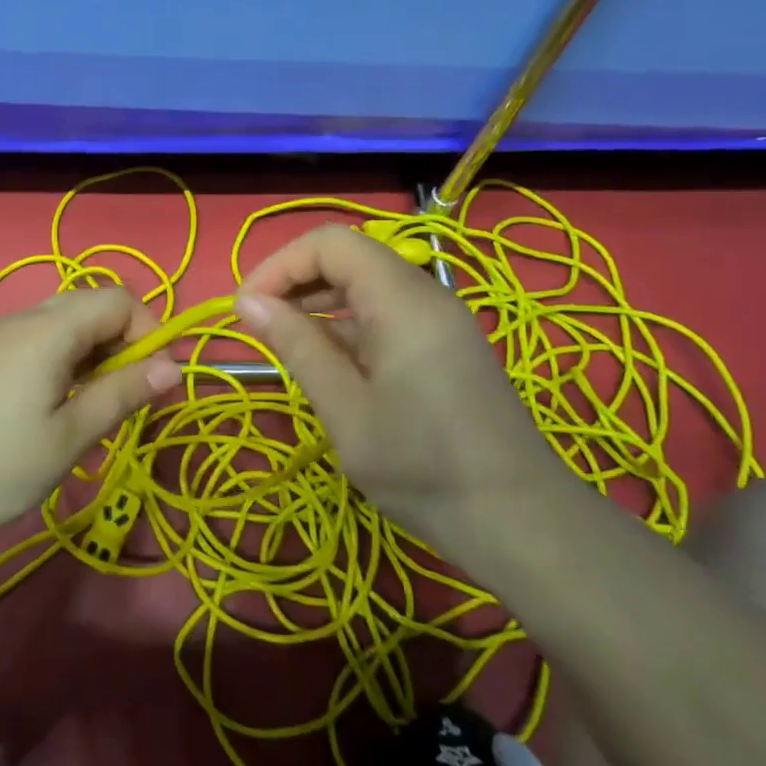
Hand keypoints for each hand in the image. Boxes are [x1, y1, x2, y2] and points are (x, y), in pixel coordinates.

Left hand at [0, 287, 181, 554]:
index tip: (152, 383)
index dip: (148, 332)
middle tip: (122, 398)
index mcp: (48, 330)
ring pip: (62, 325)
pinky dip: (60, 363)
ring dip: (91, 356)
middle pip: (90, 306)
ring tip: (87, 411)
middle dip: (121, 343)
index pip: (119, 299)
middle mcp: (22, 321)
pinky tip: (47, 410)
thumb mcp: (68, 438)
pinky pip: (35, 343)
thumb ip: (122, 395)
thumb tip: (174, 366)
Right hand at [234, 225, 566, 547]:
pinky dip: (348, 326)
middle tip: (258, 325)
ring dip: (320, 303)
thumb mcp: (344, 408)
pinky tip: (330, 366)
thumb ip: (296, 346)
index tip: (246, 308)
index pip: (331, 243)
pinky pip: (387, 314)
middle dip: (296, 280)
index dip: (280, 264)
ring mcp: (441, 321)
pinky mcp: (446, 346)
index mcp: (402, 300)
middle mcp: (425, 295)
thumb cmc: (421, 466)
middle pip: (350, 257)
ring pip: (367, 285)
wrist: (519, 522)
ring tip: (286, 346)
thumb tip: (246, 302)